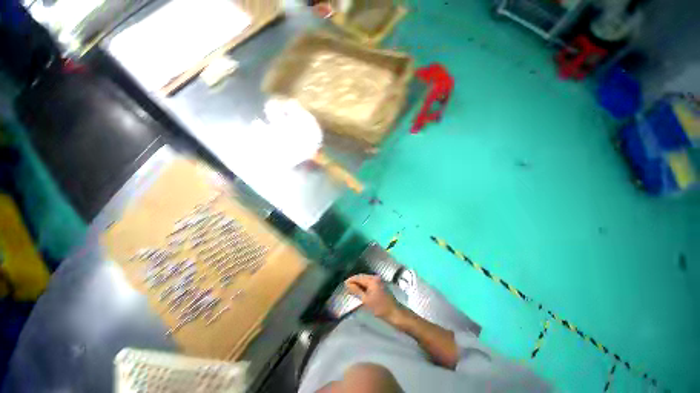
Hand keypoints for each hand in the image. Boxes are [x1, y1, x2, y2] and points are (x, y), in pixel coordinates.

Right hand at [345, 274, 402, 322]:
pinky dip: (364, 285)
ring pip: (366, 279)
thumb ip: (356, 291)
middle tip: (347, 287)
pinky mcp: (381, 284)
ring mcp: (379, 280)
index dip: (351, 280)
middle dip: (355, 281)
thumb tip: (348, 284)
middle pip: (362, 277)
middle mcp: (375, 277)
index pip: (358, 277)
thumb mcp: (366, 300)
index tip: (344, 284)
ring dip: (359, 283)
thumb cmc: (379, 307)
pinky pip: (370, 282)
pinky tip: (361, 290)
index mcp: (372, 279)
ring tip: (352, 289)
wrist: (394, 312)